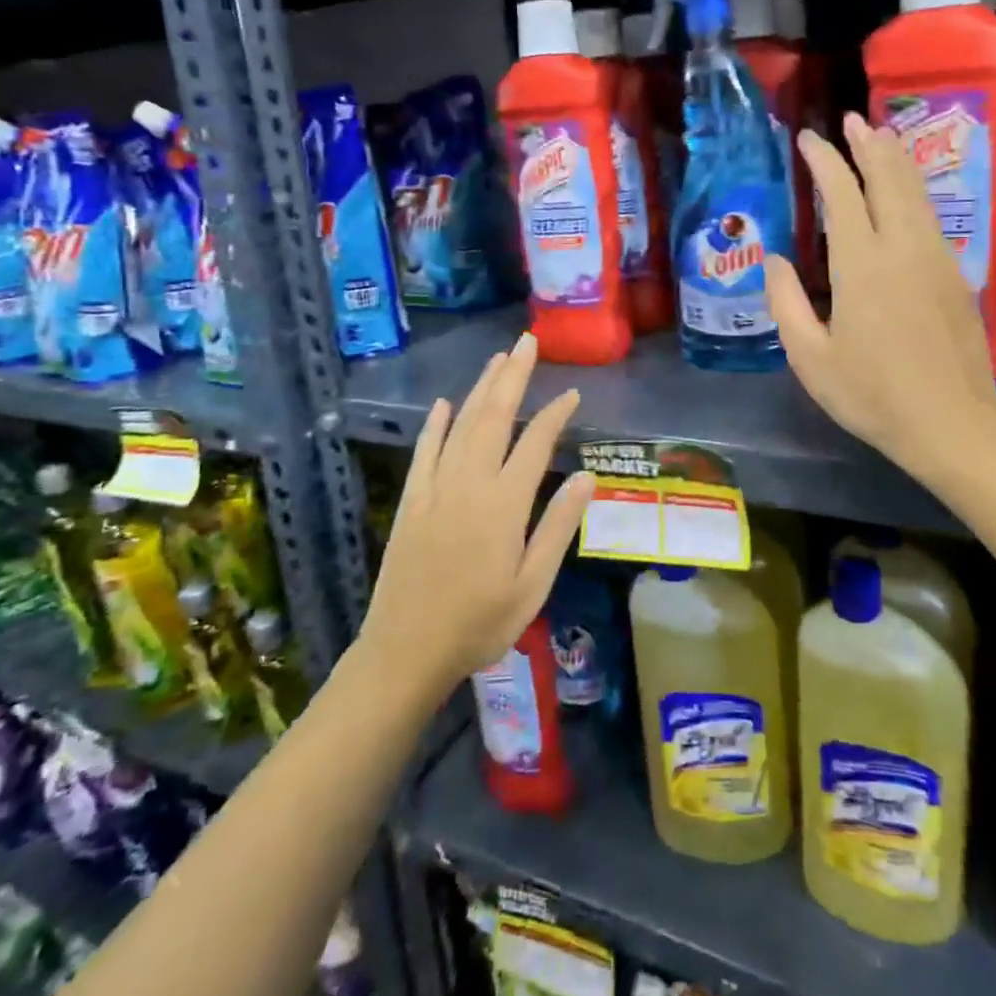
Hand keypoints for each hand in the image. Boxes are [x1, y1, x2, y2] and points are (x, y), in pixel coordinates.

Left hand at [357, 333, 594, 695]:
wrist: (406, 652)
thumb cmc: (480, 623)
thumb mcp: (532, 584)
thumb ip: (558, 526)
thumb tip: (589, 476)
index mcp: (504, 503)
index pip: (535, 443)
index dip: (555, 414)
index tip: (572, 393)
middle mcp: (469, 483)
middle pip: (494, 417)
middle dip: (513, 377)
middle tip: (527, 343)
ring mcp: (435, 488)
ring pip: (461, 425)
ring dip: (480, 388)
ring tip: (498, 359)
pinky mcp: (411, 501)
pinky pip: (425, 451)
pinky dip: (435, 424)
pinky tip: (444, 404)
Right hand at [766, 113, 995, 486]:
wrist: (951, 424)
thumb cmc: (871, 395)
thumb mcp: (810, 358)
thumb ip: (787, 303)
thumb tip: (776, 259)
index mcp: (861, 265)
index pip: (842, 195)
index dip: (824, 161)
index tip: (808, 139)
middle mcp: (903, 248)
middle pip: (888, 179)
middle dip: (868, 145)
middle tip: (851, 120)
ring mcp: (936, 258)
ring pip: (916, 193)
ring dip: (895, 161)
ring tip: (880, 137)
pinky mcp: (955, 275)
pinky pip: (930, 216)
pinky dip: (913, 191)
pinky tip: (905, 194)